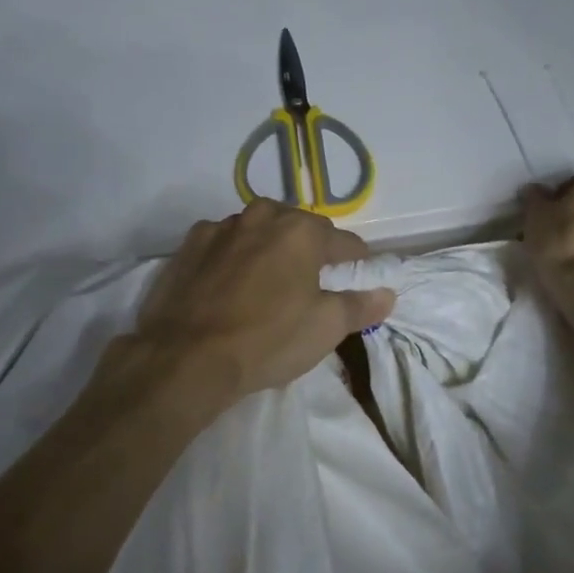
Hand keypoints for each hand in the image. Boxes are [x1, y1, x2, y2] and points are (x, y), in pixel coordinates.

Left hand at [127, 201, 395, 403]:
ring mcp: (220, 228)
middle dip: (310, 248)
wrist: (186, 356)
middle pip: (297, 227)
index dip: (355, 260)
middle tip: (312, 279)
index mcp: (300, 231)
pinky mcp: (188, 246)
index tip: (358, 275)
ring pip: (257, 230)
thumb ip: (359, 306)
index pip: (343, 241)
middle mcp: (261, 216)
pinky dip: (232, 255)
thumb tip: (387, 294)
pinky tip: (229, 282)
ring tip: (269, 279)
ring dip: (268, 247)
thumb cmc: (267, 340)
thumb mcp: (324, 328)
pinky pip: (222, 243)